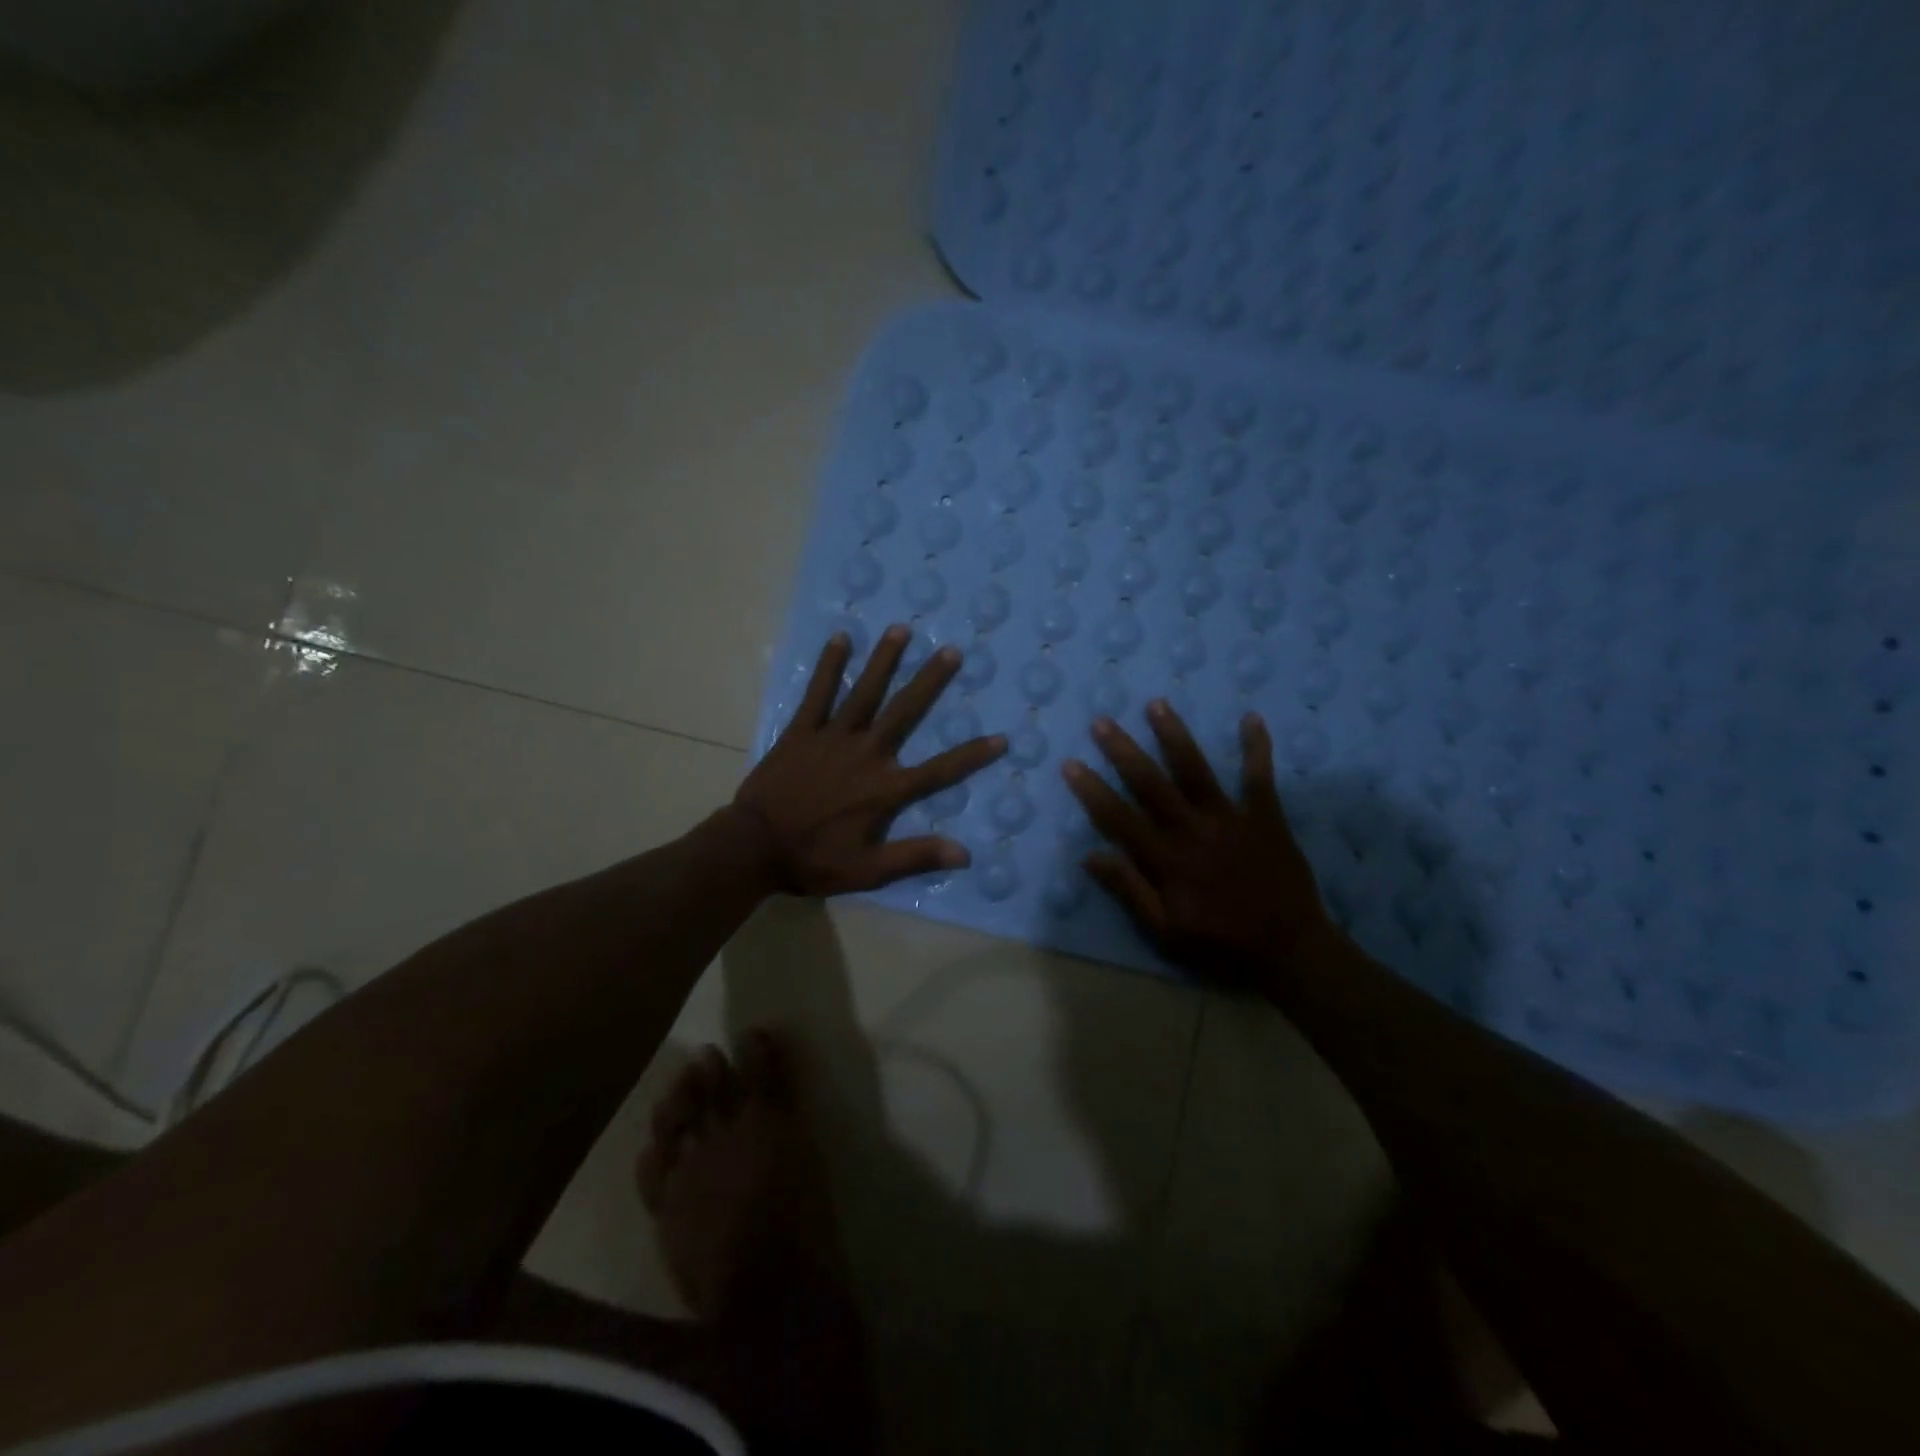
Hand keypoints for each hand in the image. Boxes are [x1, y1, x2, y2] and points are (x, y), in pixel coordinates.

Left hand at [735, 625, 1005, 895]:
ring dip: (884, 660)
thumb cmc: (813, 860)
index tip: (1001, 738)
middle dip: (930, 681)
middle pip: (904, 712)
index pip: (938, 770)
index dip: (971, 756)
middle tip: (951, 650)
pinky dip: (829, 666)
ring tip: (902, 630)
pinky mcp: (802, 731)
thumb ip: (916, 857)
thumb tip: (964, 852)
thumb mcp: (868, 870)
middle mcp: (865, 754)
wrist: (753, 847)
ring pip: (864, 692)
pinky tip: (840, 638)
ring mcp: (832, 738)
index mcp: (884, 789)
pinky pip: (818, 693)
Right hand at [1061, 700, 1335, 981]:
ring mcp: (1230, 819)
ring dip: (1174, 736)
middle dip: (1123, 751)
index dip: (1092, 791)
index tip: (1071, 764)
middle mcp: (1193, 830)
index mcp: (1166, 859)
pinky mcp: (1265, 817)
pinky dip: (1257, 748)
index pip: (1119, 818)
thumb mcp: (1165, 931)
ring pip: (1196, 770)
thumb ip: (1129, 890)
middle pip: (1151, 784)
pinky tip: (1251, 717)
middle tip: (1102, 722)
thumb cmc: (1221, 943)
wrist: (1289, 949)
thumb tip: (1089, 856)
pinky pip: (1259, 777)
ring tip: (1156, 704)